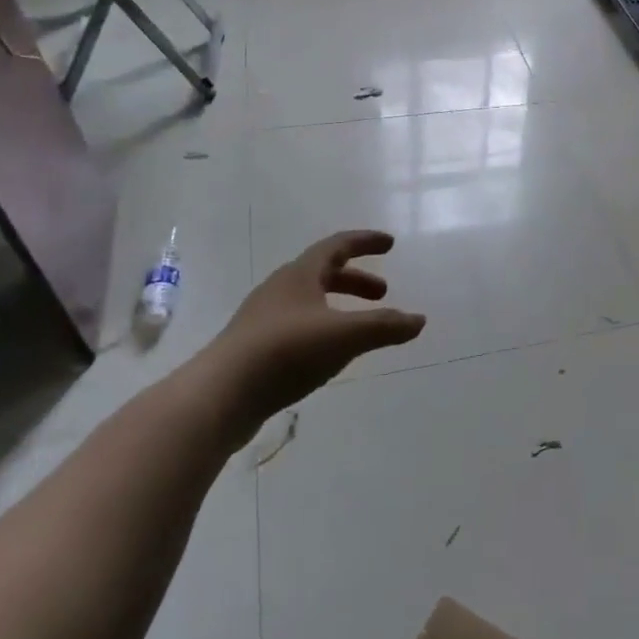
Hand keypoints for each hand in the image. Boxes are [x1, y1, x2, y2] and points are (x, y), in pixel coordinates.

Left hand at [191, 230, 425, 439]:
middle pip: (324, 273)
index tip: (390, 244)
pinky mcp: (253, 349)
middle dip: (356, 281)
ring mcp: (262, 319)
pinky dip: (321, 329)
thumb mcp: (345, 336)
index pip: (337, 246)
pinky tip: (328, 355)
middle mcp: (279, 290)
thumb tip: (419, 320)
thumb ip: (386, 327)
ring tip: (359, 328)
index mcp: (300, 275)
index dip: (365, 242)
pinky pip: (296, 327)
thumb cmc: (286, 352)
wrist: (219, 396)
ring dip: (338, 306)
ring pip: (309, 301)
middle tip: (383, 294)